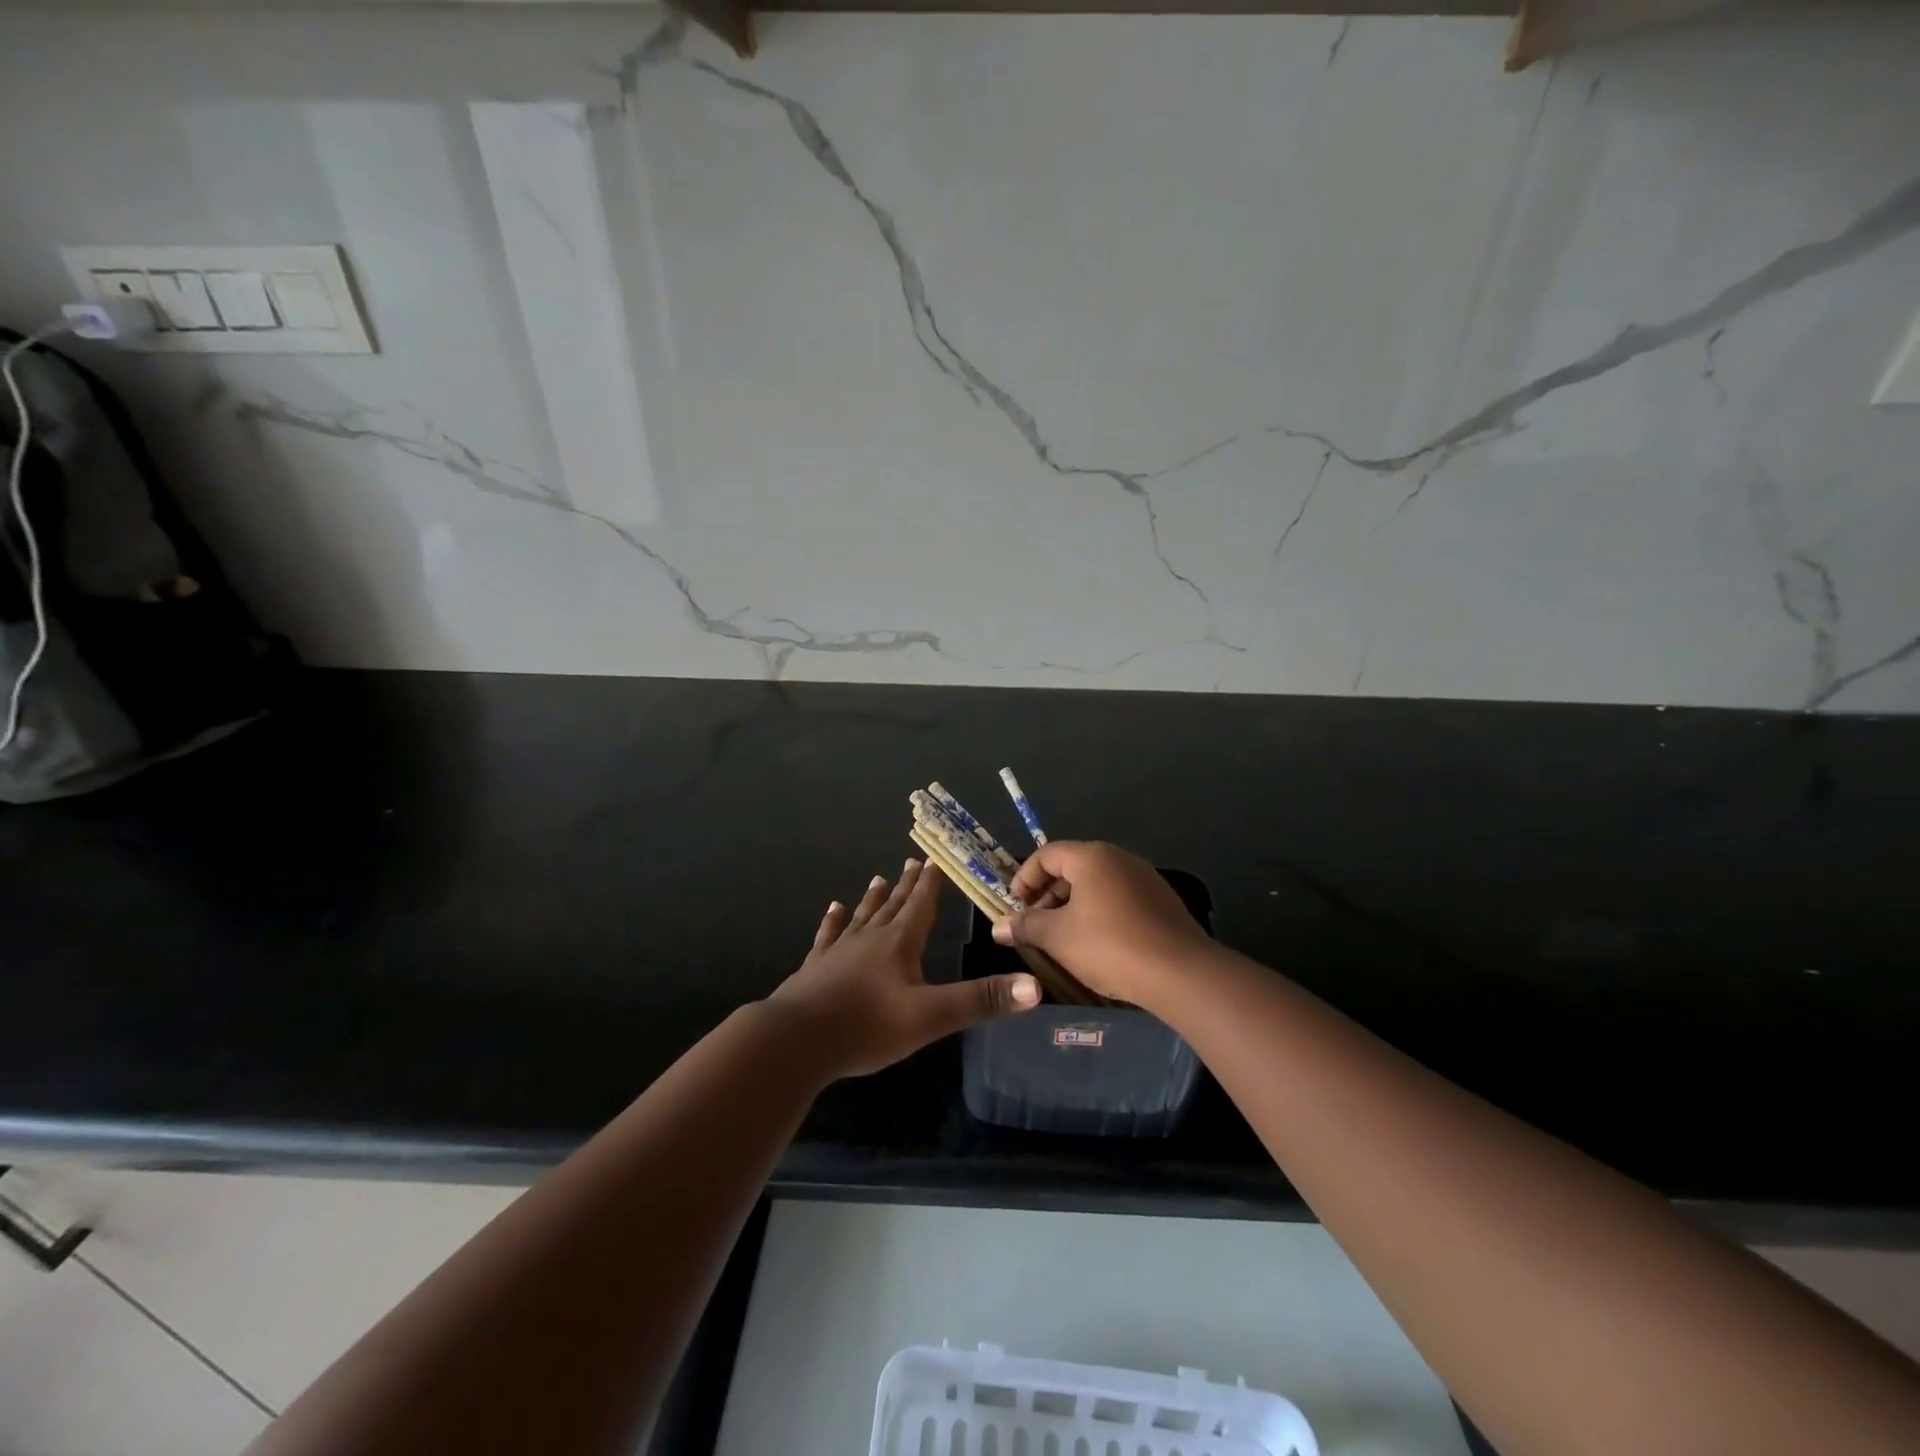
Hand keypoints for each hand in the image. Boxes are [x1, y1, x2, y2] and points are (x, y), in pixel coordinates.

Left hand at [769, 859, 1038, 1078]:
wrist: (796, 1041)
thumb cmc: (867, 1026)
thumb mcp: (931, 1017)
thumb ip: (980, 1000)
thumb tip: (1034, 986)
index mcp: (899, 944)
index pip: (920, 905)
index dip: (930, 885)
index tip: (935, 861)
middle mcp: (869, 939)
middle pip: (892, 906)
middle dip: (906, 886)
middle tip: (911, 862)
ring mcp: (838, 952)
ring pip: (861, 917)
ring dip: (873, 898)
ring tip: (878, 879)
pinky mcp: (815, 969)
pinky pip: (828, 937)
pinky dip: (832, 922)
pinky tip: (833, 910)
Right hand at [993, 841, 1211, 1008]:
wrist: (1181, 973)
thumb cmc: (1109, 946)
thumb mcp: (1058, 937)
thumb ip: (1025, 926)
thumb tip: (998, 926)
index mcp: (1092, 857)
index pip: (1046, 854)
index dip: (1024, 878)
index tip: (1013, 907)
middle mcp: (1119, 858)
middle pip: (1072, 867)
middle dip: (1047, 895)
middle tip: (1034, 925)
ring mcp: (1145, 879)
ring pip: (1097, 885)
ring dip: (1072, 907)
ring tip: (1061, 939)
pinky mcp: (1162, 902)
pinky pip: (1119, 899)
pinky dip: (1099, 914)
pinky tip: (1096, 946)